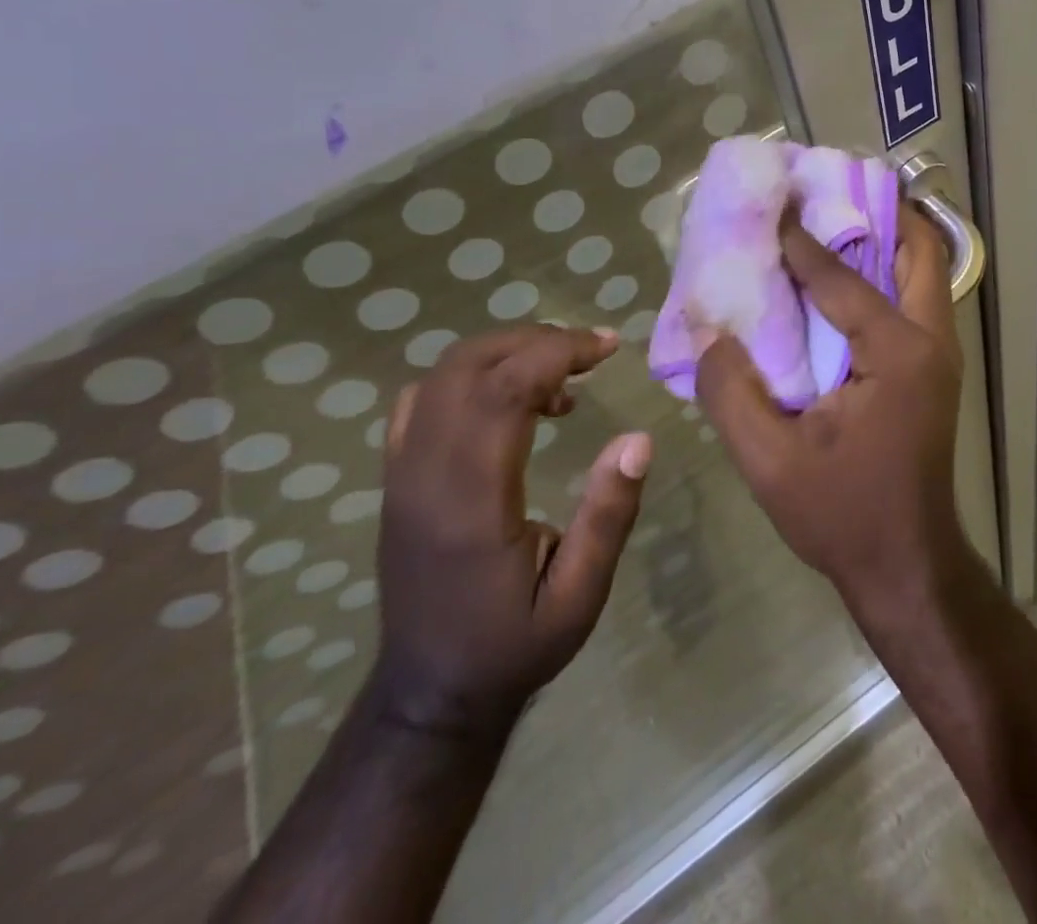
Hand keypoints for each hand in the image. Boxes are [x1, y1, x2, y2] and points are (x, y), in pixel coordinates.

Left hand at [373, 326, 651, 736]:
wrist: (430, 694)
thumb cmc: (513, 645)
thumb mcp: (579, 595)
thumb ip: (608, 515)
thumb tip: (639, 438)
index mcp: (471, 501)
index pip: (503, 390)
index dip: (558, 352)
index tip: (608, 347)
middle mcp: (426, 476)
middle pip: (468, 367)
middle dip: (534, 341)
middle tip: (589, 353)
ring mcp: (402, 475)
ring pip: (442, 376)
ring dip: (505, 354)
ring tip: (559, 377)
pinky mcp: (397, 479)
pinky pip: (424, 400)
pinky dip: (472, 376)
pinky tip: (510, 399)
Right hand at [696, 204, 969, 616]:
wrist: (907, 566)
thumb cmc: (843, 514)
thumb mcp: (770, 462)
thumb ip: (730, 393)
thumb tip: (707, 333)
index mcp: (897, 353)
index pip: (842, 277)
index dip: (801, 239)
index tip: (772, 202)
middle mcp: (930, 340)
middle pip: (919, 250)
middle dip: (880, 211)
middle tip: (828, 191)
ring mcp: (940, 354)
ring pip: (924, 272)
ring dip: (887, 239)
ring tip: (835, 220)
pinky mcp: (933, 369)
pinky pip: (914, 300)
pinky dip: (886, 275)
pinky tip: (841, 280)